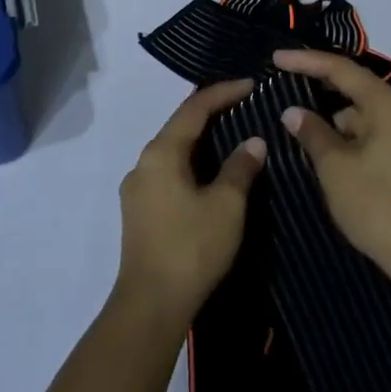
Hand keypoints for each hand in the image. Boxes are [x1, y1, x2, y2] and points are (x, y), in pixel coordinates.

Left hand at [116, 80, 266, 325]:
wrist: (150, 306)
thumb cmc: (191, 248)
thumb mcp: (227, 206)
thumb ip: (240, 168)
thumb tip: (253, 142)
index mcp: (162, 153)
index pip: (194, 108)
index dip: (223, 92)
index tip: (251, 85)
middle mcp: (143, 163)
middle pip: (180, 125)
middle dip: (211, 112)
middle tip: (243, 105)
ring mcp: (137, 188)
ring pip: (173, 150)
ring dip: (201, 139)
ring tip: (231, 135)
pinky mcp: (138, 211)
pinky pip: (168, 170)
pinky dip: (191, 161)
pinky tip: (209, 172)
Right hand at [273, 48, 390, 280]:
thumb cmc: (375, 205)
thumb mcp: (334, 167)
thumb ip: (312, 132)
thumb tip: (293, 112)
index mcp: (387, 104)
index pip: (341, 69)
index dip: (306, 61)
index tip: (276, 58)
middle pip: (354, 87)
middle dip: (319, 88)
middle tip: (285, 84)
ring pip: (362, 113)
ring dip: (334, 118)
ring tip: (300, 129)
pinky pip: (373, 131)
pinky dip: (350, 135)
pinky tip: (327, 150)